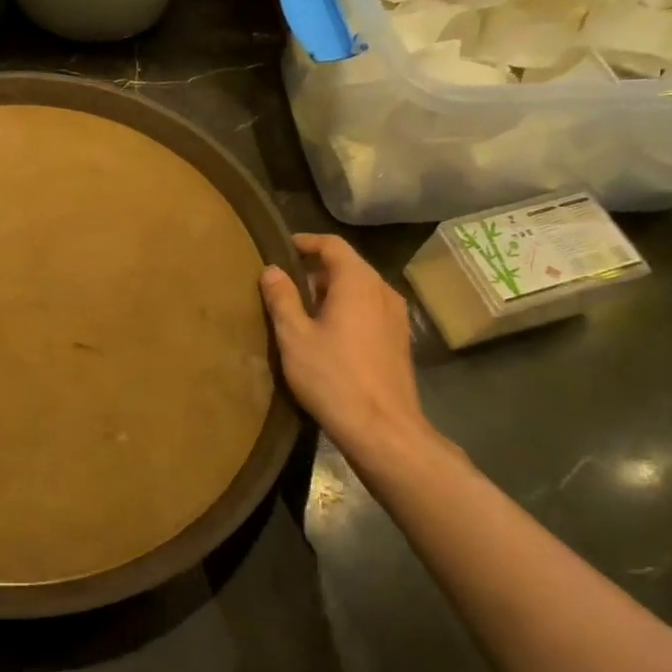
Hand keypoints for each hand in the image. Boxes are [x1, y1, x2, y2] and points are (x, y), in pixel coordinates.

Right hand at [259, 232, 436, 463]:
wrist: (383, 430)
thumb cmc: (333, 377)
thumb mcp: (294, 336)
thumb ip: (282, 298)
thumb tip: (272, 270)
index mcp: (358, 282)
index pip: (332, 245)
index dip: (305, 242)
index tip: (281, 249)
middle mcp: (382, 291)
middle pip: (347, 266)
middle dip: (314, 270)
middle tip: (283, 284)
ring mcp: (396, 317)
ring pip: (359, 289)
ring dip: (330, 292)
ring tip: (300, 310)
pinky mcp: (398, 340)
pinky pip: (368, 310)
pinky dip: (345, 310)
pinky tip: (325, 335)